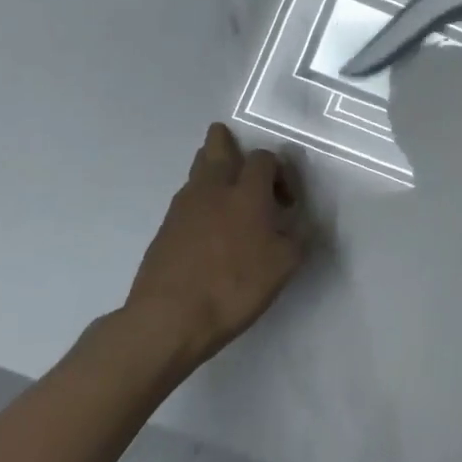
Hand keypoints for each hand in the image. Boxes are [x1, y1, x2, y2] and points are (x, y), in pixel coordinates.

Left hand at [124, 123, 308, 369]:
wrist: (168, 319)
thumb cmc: (234, 287)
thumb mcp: (284, 266)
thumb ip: (296, 237)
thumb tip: (296, 224)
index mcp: (247, 193)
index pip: (264, 159)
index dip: (280, 171)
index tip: (288, 202)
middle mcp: (213, 190)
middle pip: (217, 148)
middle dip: (227, 142)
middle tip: (236, 149)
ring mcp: (183, 208)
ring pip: (197, 171)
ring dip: (212, 169)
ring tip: (226, 186)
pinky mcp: (164, 230)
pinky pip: (186, 199)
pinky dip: (200, 199)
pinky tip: (209, 222)